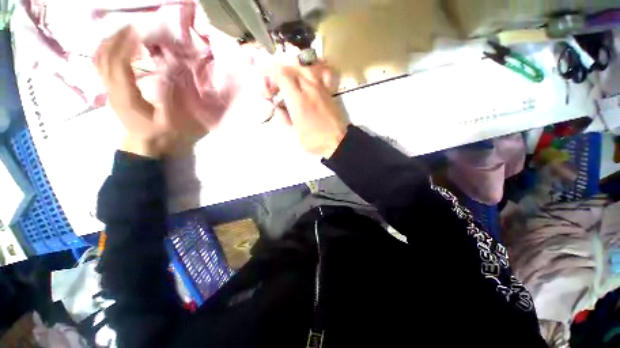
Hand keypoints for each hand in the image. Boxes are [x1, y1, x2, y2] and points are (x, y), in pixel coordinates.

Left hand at [94, 27, 207, 157]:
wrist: (143, 144)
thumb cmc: (158, 133)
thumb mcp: (169, 119)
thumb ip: (168, 95)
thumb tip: (168, 71)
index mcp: (126, 95)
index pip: (118, 63)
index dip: (126, 44)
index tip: (139, 31)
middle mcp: (111, 89)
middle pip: (104, 56)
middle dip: (115, 38)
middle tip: (131, 27)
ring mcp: (107, 89)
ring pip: (98, 59)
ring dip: (108, 42)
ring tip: (123, 33)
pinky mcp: (109, 90)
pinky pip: (100, 66)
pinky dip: (106, 52)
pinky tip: (116, 47)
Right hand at [275, 62, 349, 158]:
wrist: (338, 141)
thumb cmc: (315, 141)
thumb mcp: (294, 134)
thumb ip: (284, 118)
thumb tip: (278, 108)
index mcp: (298, 100)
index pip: (281, 74)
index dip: (270, 76)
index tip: (269, 88)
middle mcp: (310, 89)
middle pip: (292, 68)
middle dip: (280, 75)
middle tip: (278, 88)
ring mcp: (321, 88)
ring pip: (305, 68)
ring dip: (294, 72)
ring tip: (290, 84)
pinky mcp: (329, 91)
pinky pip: (320, 74)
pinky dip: (311, 73)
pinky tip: (308, 81)